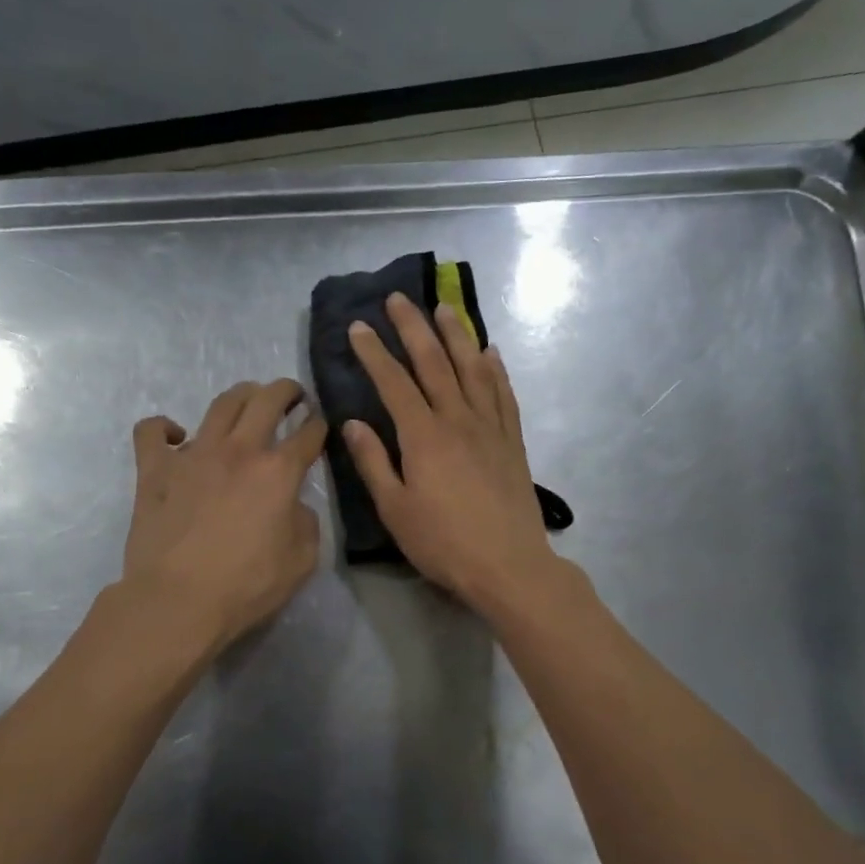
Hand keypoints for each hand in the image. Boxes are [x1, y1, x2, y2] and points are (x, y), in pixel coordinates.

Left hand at [122, 379, 326, 651]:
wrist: (178, 601)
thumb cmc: (245, 586)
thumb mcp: (301, 562)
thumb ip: (305, 524)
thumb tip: (294, 505)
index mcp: (278, 472)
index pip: (308, 434)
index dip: (319, 426)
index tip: (319, 426)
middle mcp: (238, 451)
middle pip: (267, 400)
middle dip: (286, 391)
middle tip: (292, 395)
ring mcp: (193, 455)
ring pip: (220, 404)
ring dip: (240, 395)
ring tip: (247, 400)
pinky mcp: (154, 469)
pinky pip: (152, 431)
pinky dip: (164, 427)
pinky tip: (175, 435)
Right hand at [344, 292, 561, 615]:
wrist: (508, 565)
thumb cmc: (443, 543)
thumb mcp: (395, 510)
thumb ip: (373, 463)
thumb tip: (351, 422)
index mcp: (423, 436)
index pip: (394, 382)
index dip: (375, 352)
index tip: (359, 326)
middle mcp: (457, 420)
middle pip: (433, 363)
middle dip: (413, 327)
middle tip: (398, 298)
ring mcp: (490, 428)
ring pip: (472, 369)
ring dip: (456, 335)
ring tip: (443, 308)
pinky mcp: (512, 442)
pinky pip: (504, 394)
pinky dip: (495, 369)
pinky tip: (490, 352)